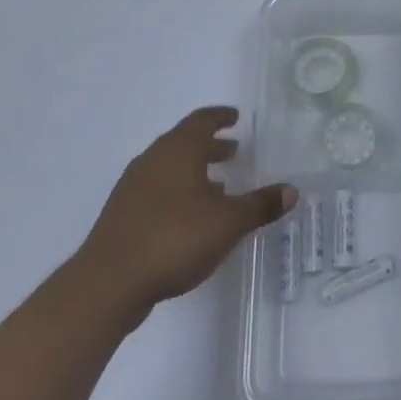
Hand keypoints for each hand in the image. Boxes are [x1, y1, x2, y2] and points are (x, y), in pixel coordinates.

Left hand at [82, 106, 296, 317]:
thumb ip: (260, 205)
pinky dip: (178, 192)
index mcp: (178, 150)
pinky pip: (157, 190)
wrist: (109, 282)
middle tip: (233, 151)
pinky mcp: (122, 214)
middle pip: (184, 142)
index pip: (202, 120)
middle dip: (210, 146)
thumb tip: (291, 190)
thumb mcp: (228, 223)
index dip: (220, 117)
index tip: (235, 117)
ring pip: (169, 167)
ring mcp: (133, 187)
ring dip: (194, 171)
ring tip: (218, 186)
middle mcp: (153, 159)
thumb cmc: (175, 239)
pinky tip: (190, 217)